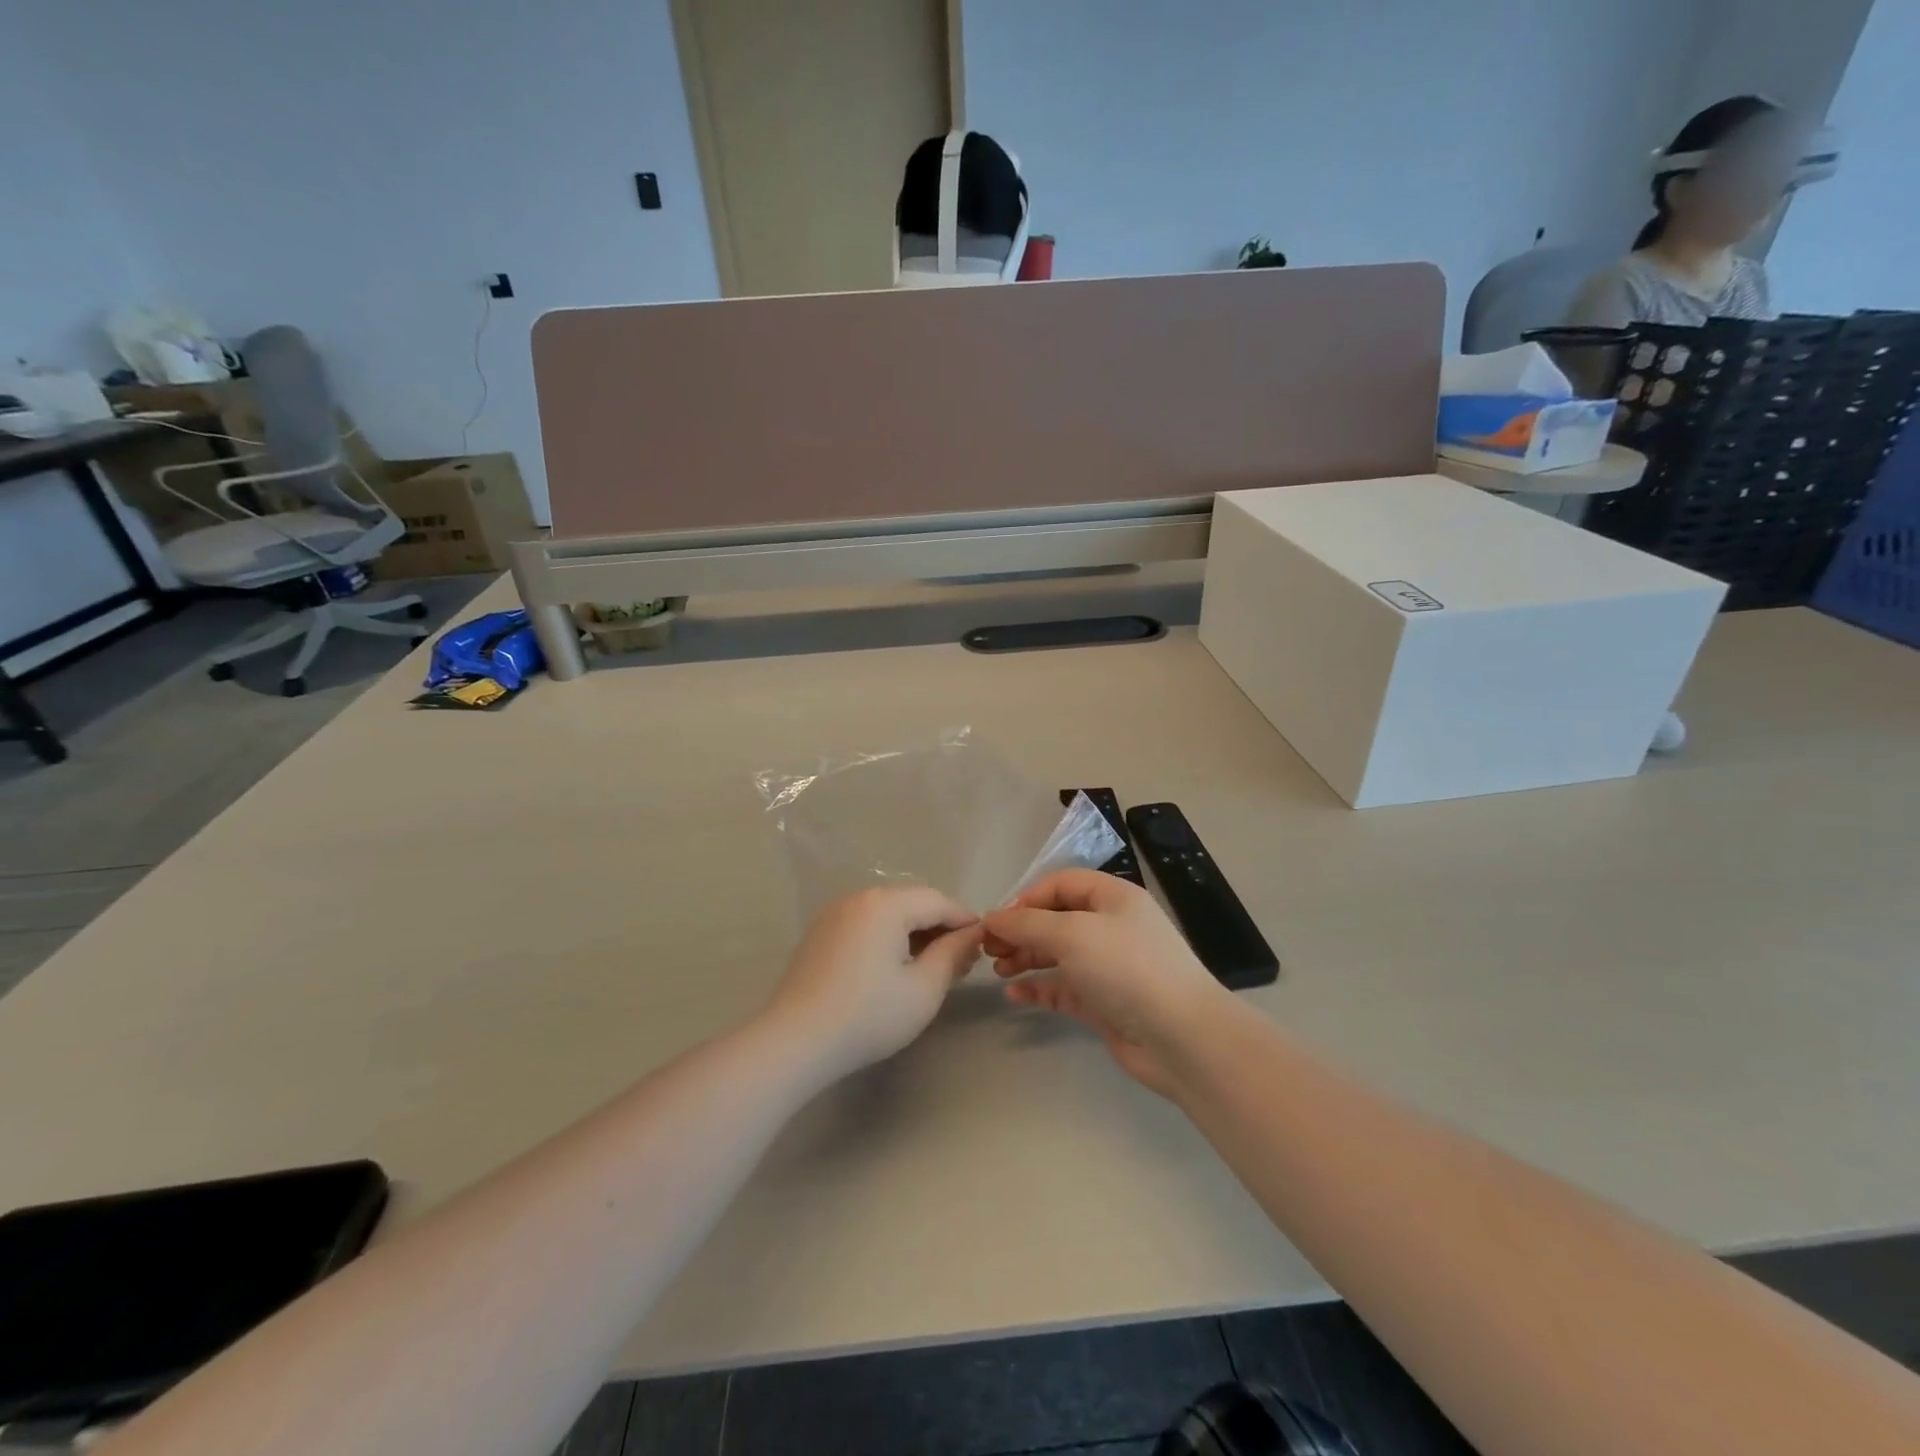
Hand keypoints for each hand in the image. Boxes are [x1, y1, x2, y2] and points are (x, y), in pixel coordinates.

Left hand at [764, 887, 983, 1078]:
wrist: (793, 1042)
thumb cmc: (867, 1016)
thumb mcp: (924, 989)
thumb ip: (953, 954)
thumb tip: (972, 935)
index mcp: (886, 903)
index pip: (938, 901)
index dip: (965, 922)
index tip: (985, 947)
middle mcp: (859, 898)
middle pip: (912, 903)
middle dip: (940, 929)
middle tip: (961, 964)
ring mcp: (834, 914)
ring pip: (888, 914)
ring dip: (914, 935)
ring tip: (932, 969)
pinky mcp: (820, 934)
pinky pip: (865, 926)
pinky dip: (887, 940)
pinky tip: (895, 970)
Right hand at [982, 870, 1227, 1094]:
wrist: (1182, 1037)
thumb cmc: (1127, 969)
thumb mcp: (1073, 934)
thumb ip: (1028, 923)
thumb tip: (992, 917)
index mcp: (1112, 897)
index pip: (1060, 884)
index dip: (1026, 898)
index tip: (997, 921)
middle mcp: (1111, 927)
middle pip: (1056, 919)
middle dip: (1021, 930)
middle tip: (988, 949)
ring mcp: (1109, 966)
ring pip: (1058, 954)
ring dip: (1026, 957)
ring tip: (997, 970)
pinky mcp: (1105, 1002)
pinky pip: (1064, 988)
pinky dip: (1040, 988)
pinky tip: (1015, 994)